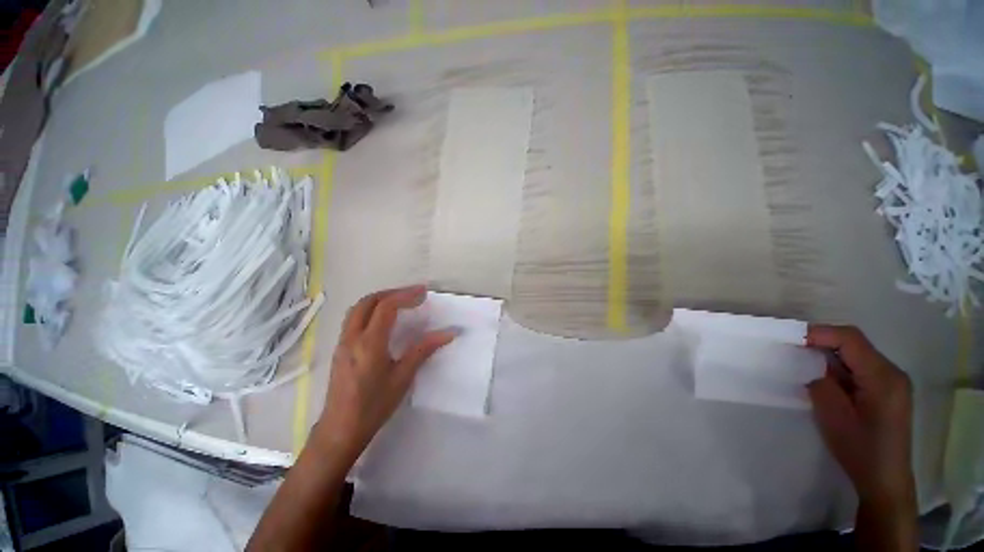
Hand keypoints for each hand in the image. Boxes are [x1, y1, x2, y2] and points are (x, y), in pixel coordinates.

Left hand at [315, 285, 454, 461]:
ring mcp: (343, 342)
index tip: (424, 292)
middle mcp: (352, 337)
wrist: (340, 429)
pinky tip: (383, 320)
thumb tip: (448, 333)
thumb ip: (424, 350)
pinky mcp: (340, 348)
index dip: (406, 295)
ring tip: (400, 303)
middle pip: (368, 301)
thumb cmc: (374, 405)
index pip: (386, 307)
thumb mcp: (403, 377)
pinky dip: (370, 310)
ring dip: (379, 299)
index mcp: (369, 343)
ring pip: (358, 308)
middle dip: (392, 293)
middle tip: (412, 295)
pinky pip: (354, 319)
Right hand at [806, 325, 914, 504]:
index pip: (851, 339)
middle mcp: (893, 372)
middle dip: (823, 342)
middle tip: (793, 349)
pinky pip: (861, 368)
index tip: (791, 339)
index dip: (820, 333)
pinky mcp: (888, 392)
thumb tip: (810, 363)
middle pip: (855, 343)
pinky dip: (839, 367)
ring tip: (804, 363)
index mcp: (883, 376)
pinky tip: (825, 378)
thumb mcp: (833, 415)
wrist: (884, 480)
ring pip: (857, 354)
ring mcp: (893, 382)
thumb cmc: (860, 449)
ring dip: (830, 355)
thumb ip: (821, 381)